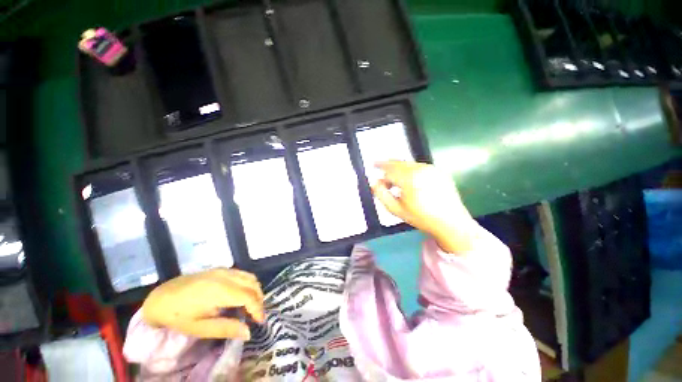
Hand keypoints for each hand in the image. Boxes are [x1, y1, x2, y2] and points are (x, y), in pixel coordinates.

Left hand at [142, 268, 264, 339]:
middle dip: (259, 300)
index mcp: (221, 291)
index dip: (258, 308)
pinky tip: (241, 295)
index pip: (249, 296)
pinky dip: (248, 284)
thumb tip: (248, 333)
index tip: (259, 322)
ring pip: (250, 277)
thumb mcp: (200, 328)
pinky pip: (242, 274)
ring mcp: (225, 270)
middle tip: (256, 316)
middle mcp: (227, 276)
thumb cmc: (178, 316)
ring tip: (251, 306)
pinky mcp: (221, 269)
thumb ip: (226, 329)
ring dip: (255, 291)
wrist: (161, 297)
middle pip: (253, 284)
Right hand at [371, 161, 475, 253]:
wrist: (450, 221)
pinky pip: (419, 166)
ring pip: (409, 163)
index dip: (380, 167)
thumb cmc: (421, 217)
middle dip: (388, 165)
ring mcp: (431, 169)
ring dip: (399, 168)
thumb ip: (381, 194)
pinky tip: (409, 180)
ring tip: (395, 179)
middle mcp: (420, 169)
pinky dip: (410, 170)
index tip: (373, 166)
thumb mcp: (396, 209)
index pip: (389, 168)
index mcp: (409, 178)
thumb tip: (374, 182)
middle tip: (381, 170)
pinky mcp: (438, 171)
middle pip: (399, 162)